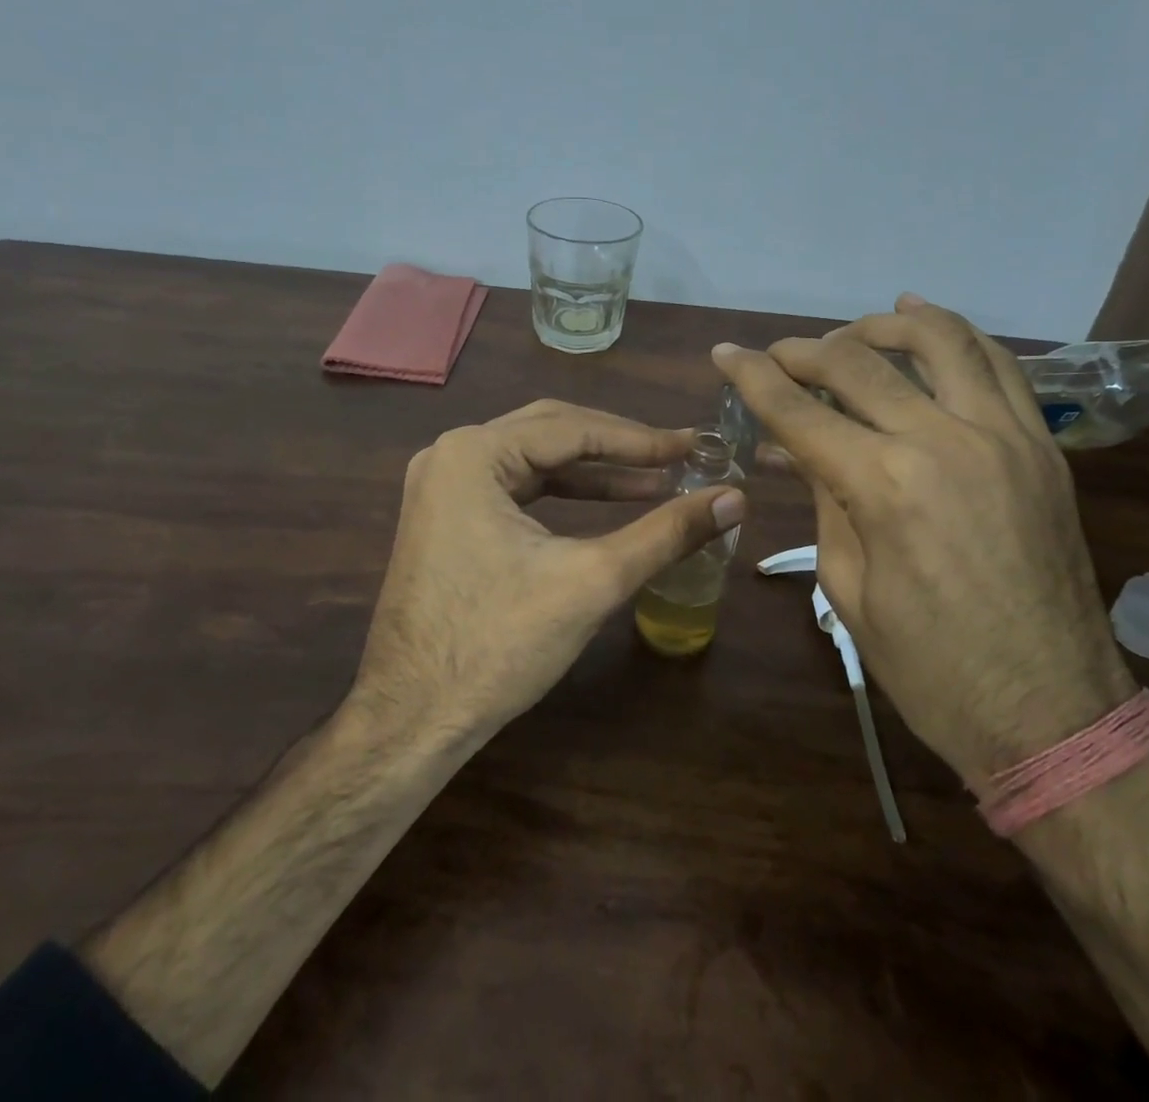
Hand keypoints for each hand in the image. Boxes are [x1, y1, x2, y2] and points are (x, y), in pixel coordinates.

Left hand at [351, 399, 745, 743]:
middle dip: (618, 447)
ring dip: (595, 472)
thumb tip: (736, 499)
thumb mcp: (593, 580)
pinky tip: (607, 504)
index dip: (641, 439)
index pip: (573, 428)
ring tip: (657, 483)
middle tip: (678, 458)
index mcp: (473, 453)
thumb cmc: (499, 644)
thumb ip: (666, 532)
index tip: (695, 447)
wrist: (412, 720)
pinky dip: (563, 494)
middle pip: (552, 432)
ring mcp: (443, 486)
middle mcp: (451, 454)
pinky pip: (515, 487)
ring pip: (535, 459)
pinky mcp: (447, 517)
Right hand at [715, 295, 1134, 782]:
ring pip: (941, 341)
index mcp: (885, 485)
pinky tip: (928, 325)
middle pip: (859, 364)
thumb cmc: (930, 668)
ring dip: (885, 327)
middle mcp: (945, 440)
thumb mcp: (849, 587)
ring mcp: (1005, 436)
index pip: (799, 411)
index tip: (725, 353)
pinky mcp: (1043, 447)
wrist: (1052, 712)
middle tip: (776, 354)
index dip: (753, 377)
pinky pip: (1001, 368)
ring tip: (852, 332)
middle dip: (805, 351)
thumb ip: (826, 499)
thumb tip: (801, 449)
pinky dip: (959, 336)